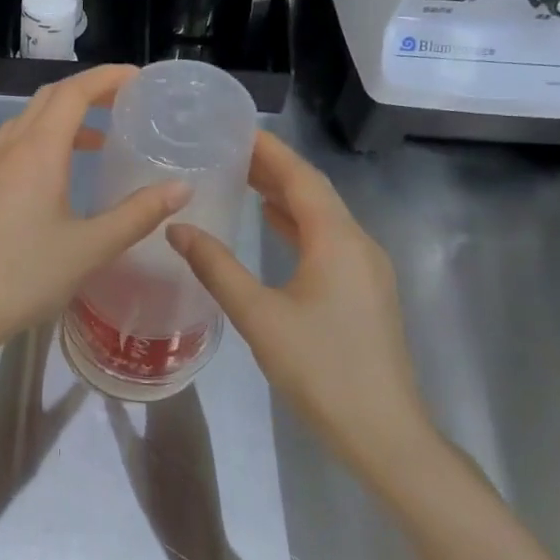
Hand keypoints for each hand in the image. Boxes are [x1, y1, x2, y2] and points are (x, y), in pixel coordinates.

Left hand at [0, 66, 189, 363]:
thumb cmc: (24, 276)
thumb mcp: (90, 247)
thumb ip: (137, 214)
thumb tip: (181, 188)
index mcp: (38, 151)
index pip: (73, 92)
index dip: (107, 78)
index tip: (139, 79)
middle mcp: (10, 148)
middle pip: (48, 99)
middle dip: (87, 91)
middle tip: (125, 103)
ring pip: (28, 121)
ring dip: (64, 117)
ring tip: (100, 139)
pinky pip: (15, 145)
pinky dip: (44, 140)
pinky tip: (60, 175)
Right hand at [166, 131, 434, 479]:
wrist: (381, 430)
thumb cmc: (320, 368)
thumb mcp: (258, 315)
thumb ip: (216, 267)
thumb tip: (178, 227)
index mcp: (337, 241)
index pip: (301, 179)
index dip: (270, 152)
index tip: (236, 129)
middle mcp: (358, 244)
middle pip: (314, 192)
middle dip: (274, 169)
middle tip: (230, 149)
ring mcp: (366, 269)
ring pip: (322, 217)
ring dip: (285, 195)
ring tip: (243, 177)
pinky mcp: (364, 291)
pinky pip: (328, 240)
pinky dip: (297, 224)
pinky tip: (273, 224)